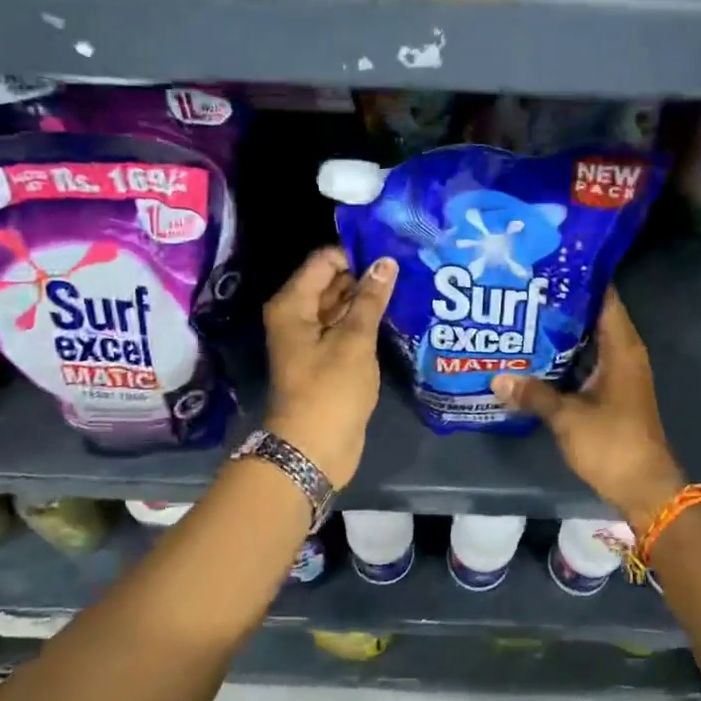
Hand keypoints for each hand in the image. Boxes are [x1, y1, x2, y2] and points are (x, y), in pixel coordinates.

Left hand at [261, 246, 395, 487]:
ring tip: (408, 286)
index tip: (393, 251)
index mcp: (292, 304)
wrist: (314, 449)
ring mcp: (311, 339)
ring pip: (341, 306)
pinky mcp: (325, 359)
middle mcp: (297, 316)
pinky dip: (365, 321)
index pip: (324, 260)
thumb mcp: (354, 341)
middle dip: (365, 274)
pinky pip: (345, 329)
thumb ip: (370, 299)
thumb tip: (386, 262)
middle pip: (332, 281)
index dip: (356, 253)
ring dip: (368, 298)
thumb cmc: (330, 390)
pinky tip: (396, 315)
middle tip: (407, 266)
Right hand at [490, 289, 686, 531]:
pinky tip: (532, 356)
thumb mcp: (568, 418)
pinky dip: (562, 357)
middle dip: (560, 304)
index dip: (579, 279)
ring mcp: (617, 375)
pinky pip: (584, 363)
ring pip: (586, 342)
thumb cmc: (613, 445)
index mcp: (622, 349)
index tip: (546, 265)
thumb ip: (533, 394)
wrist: (643, 488)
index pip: (605, 298)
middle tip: (522, 290)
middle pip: (592, 317)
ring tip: (521, 316)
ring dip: (559, 333)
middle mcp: (623, 355)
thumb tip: (497, 378)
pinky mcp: (609, 393)